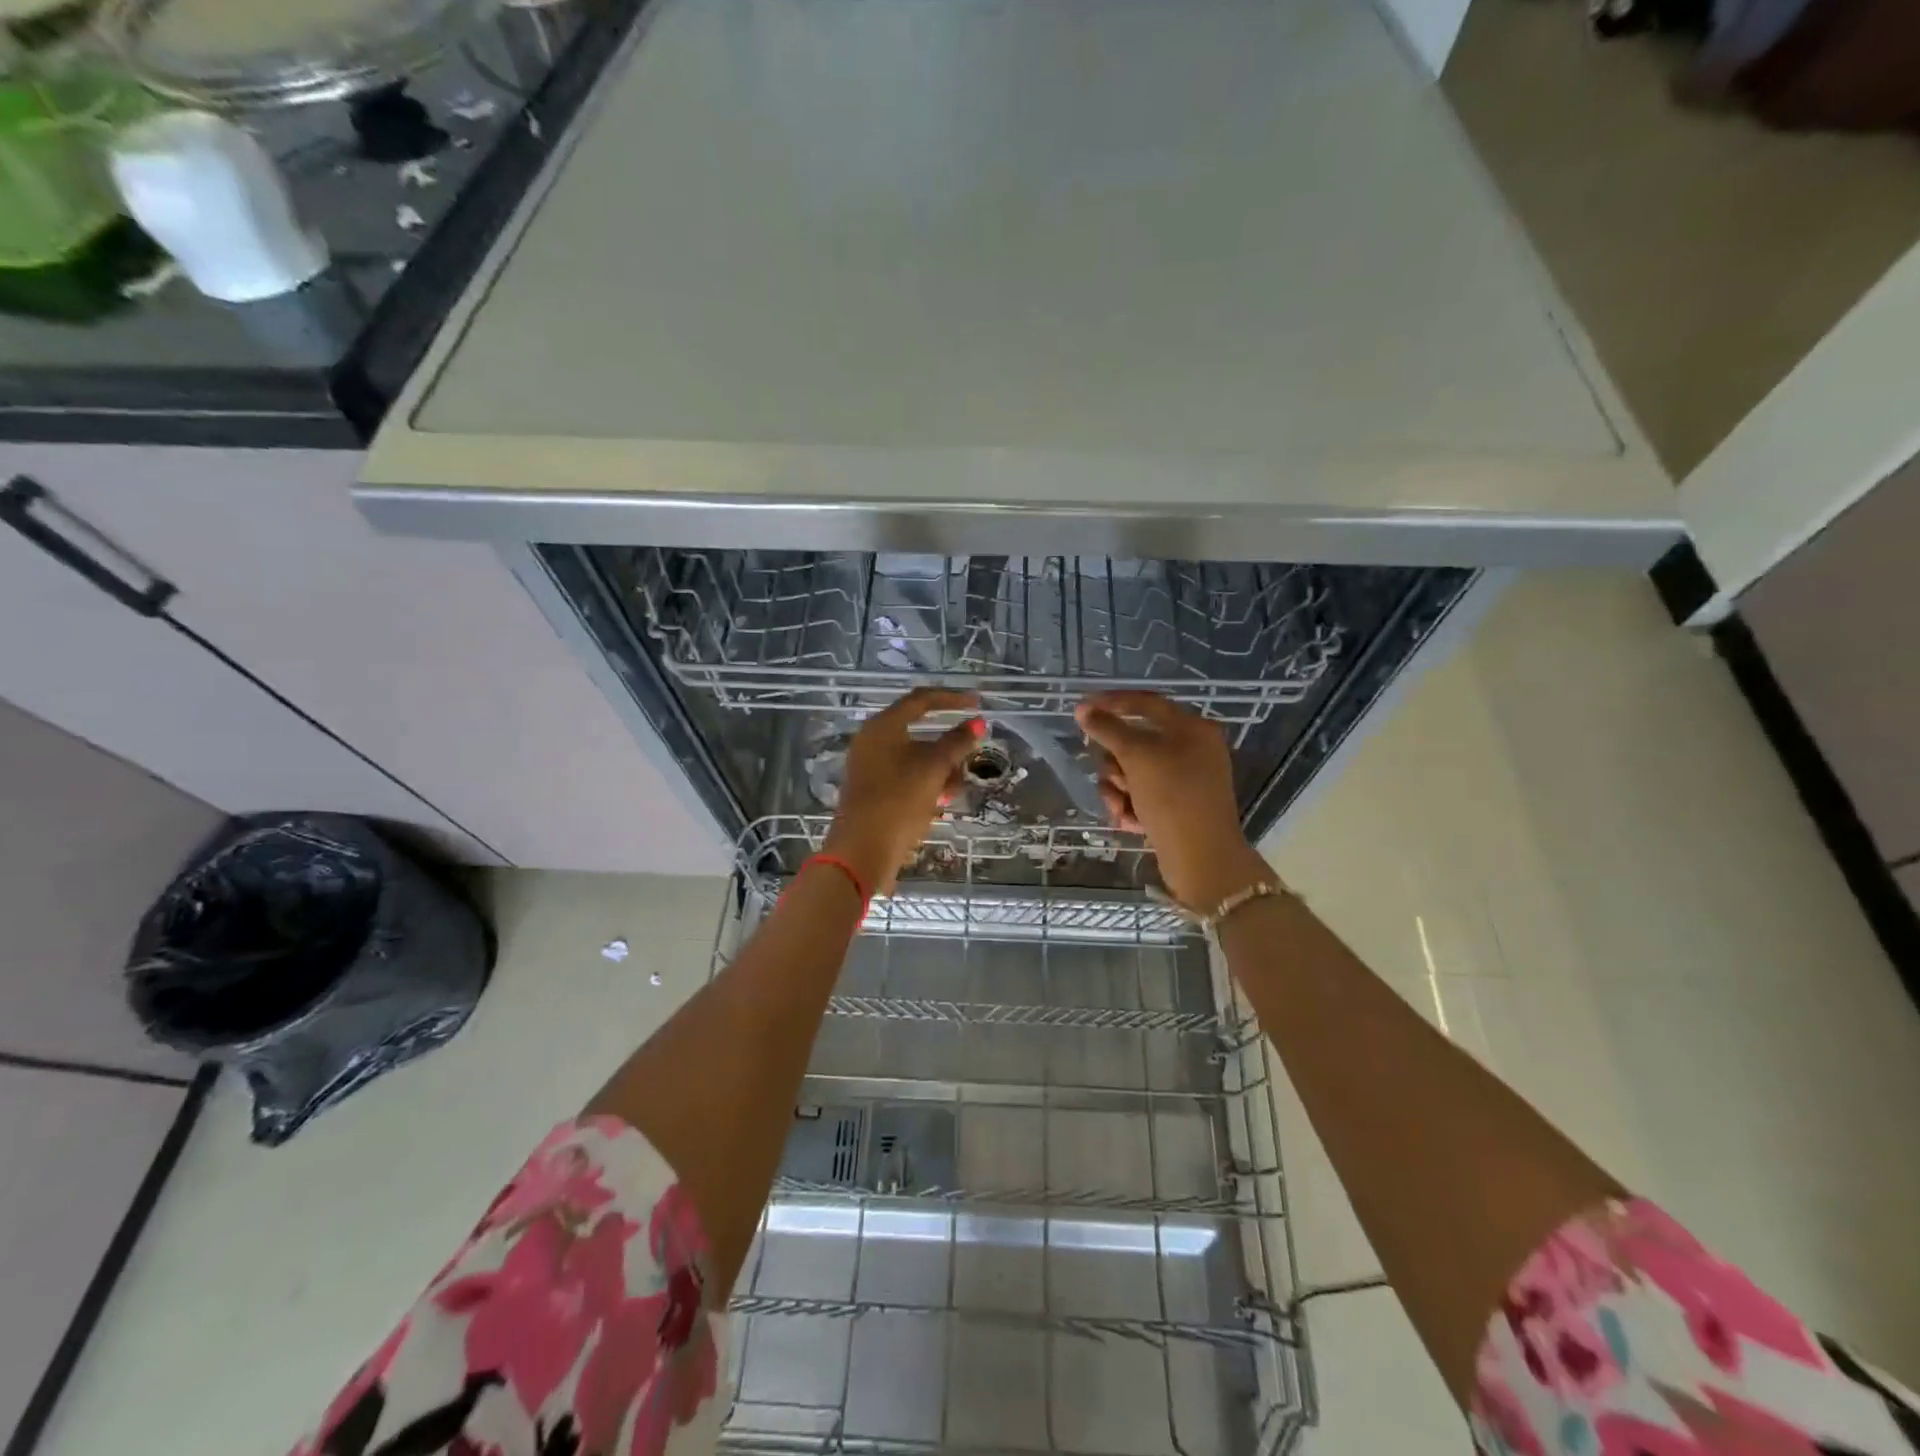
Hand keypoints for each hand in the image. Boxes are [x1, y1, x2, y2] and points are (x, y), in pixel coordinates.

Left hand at [824, 687, 985, 896]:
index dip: (952, 699)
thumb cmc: (899, 801)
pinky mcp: (873, 791)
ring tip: (954, 790)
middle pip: (919, 731)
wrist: (863, 851)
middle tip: (969, 759)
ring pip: (916, 758)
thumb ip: (957, 742)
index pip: (921, 700)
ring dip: (941, 769)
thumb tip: (977, 722)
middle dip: (949, 746)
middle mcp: (873, 741)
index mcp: (882, 727)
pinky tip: (940, 802)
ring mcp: (871, 767)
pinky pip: (907, 777)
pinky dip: (927, 784)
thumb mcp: (934, 768)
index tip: (978, 703)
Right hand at [1074, 691, 1273, 909]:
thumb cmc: (1173, 797)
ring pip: (1132, 771)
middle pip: (1134, 742)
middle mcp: (1191, 749)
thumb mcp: (1137, 757)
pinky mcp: (1175, 806)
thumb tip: (1083, 709)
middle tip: (1115, 778)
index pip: (1145, 702)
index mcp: (1192, 729)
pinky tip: (1130, 823)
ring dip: (1118, 789)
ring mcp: (1184, 780)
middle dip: (1115, 763)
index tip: (1081, 709)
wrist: (1202, 859)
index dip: (1112, 702)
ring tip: (1121, 808)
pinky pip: (1140, 795)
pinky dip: (1130, 806)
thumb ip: (1107, 729)